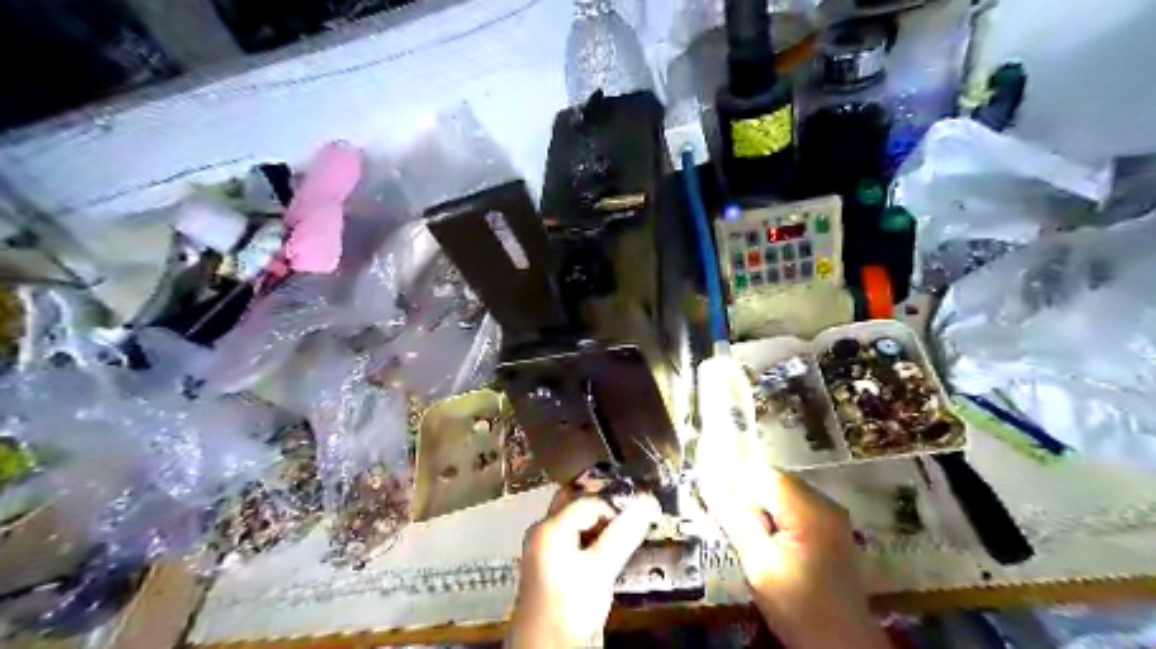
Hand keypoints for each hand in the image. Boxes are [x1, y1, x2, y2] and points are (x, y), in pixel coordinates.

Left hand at [507, 489, 657, 645]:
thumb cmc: (570, 608)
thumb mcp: (600, 570)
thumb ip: (623, 535)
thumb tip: (646, 504)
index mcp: (549, 527)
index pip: (589, 501)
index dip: (616, 507)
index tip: (640, 518)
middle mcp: (543, 532)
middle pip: (577, 504)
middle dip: (605, 507)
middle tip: (632, 515)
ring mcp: (545, 550)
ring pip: (577, 523)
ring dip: (601, 524)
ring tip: (626, 534)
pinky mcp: (552, 567)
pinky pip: (575, 540)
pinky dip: (594, 540)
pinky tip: (610, 552)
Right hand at [696, 447, 887, 642]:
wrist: (842, 644)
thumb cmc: (798, 606)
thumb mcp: (759, 565)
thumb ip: (737, 521)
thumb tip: (710, 488)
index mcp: (810, 509)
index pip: (764, 477)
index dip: (738, 487)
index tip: (719, 506)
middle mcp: (825, 503)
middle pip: (776, 482)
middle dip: (751, 498)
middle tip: (735, 526)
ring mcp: (832, 515)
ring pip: (784, 494)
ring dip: (763, 508)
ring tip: (752, 537)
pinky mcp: (831, 528)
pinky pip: (795, 507)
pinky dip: (778, 517)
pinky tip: (771, 542)